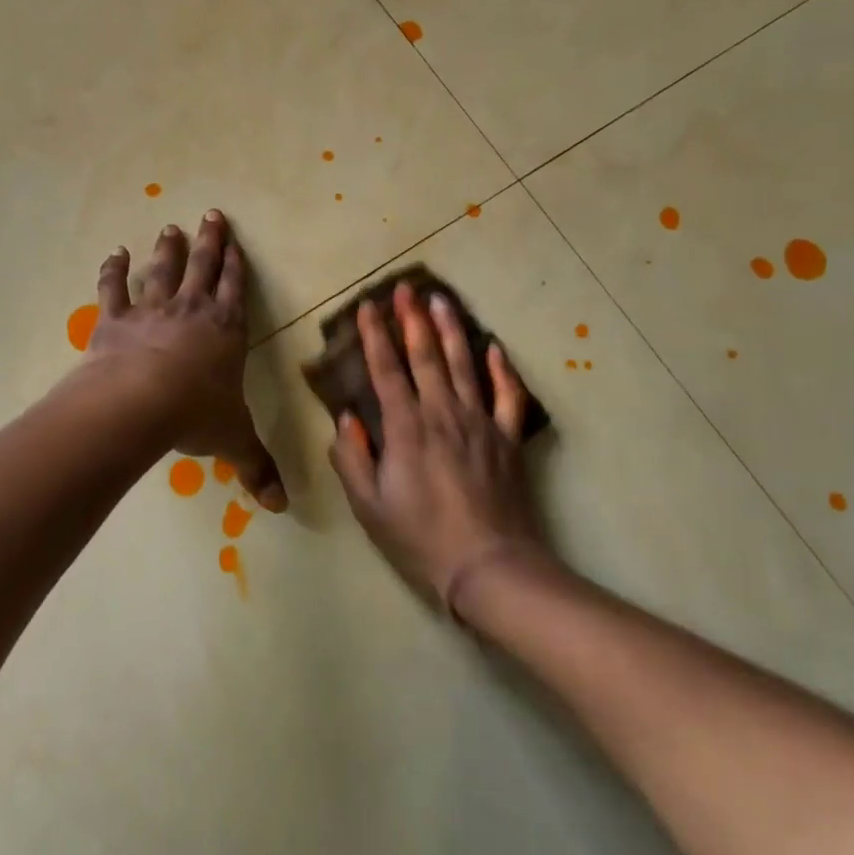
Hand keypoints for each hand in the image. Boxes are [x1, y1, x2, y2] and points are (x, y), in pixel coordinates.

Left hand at [89, 210, 286, 511]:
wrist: (138, 403)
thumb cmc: (195, 415)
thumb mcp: (234, 440)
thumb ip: (257, 467)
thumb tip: (282, 507)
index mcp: (226, 331)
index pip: (237, 291)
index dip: (237, 266)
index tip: (236, 242)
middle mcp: (192, 311)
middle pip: (204, 268)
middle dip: (210, 242)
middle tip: (211, 215)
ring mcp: (152, 311)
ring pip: (163, 271)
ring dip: (168, 249)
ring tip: (171, 228)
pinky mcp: (115, 320)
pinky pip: (114, 289)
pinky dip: (113, 270)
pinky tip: (115, 253)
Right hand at [327, 281, 545, 614]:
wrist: (489, 566)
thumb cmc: (421, 538)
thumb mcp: (369, 506)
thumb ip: (352, 458)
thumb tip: (345, 419)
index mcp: (406, 428)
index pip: (386, 370)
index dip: (374, 337)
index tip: (366, 307)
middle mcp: (443, 414)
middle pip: (426, 356)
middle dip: (412, 319)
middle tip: (406, 288)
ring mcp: (480, 423)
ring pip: (465, 365)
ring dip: (452, 330)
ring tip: (442, 300)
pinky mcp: (508, 439)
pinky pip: (508, 396)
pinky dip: (502, 370)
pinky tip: (495, 348)